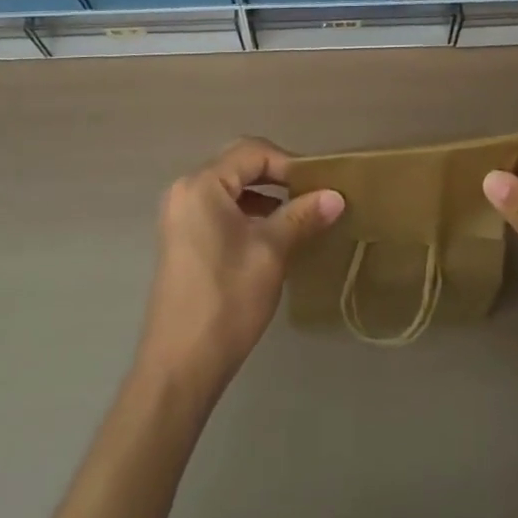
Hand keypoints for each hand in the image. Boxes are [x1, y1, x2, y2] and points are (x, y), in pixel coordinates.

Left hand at [135, 138, 343, 398]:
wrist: (180, 365)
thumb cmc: (227, 299)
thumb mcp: (272, 252)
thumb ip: (302, 216)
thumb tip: (336, 196)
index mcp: (203, 184)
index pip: (253, 152)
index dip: (290, 163)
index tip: (320, 185)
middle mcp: (186, 190)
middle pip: (239, 165)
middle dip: (278, 177)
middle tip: (312, 196)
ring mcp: (180, 215)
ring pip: (230, 188)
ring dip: (264, 196)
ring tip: (299, 217)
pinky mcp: (182, 238)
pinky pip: (219, 208)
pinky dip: (247, 213)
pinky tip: (272, 236)